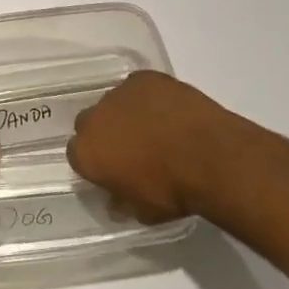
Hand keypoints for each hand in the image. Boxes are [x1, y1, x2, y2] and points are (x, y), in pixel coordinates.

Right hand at [68, 71, 249, 223]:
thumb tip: (116, 202)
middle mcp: (94, 118)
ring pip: (115, 103)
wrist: (210, 157)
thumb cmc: (174, 191)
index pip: (77, 155)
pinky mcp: (143, 78)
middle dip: (106, 134)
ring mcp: (118, 93)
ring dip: (127, 114)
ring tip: (157, 128)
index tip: (114, 170)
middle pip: (91, 124)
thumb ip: (123, 202)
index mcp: (87, 153)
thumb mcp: (145, 211)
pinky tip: (170, 111)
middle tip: (133, 148)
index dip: (96, 162)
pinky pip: (139, 87)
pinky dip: (150, 97)